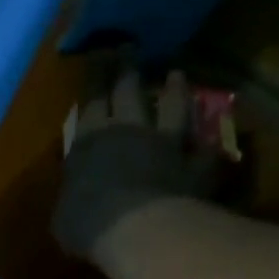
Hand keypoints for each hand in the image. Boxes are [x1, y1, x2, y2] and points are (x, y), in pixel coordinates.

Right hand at [54, 65, 219, 268]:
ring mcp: (166, 145)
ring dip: (175, 91)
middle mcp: (129, 131)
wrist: (137, 231)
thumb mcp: (64, 216)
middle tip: (129, 48)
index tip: (97, 57)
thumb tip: (72, 200)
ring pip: (173, 108)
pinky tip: (215, 136)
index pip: (91, 101)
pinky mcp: (195, 166)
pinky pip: (206, 150)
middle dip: (127, 67)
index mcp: (90, 141)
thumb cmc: (87, 224)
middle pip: (129, 91)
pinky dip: (210, 143)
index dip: (94, 78)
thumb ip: (71, 199)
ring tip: (176, 75)